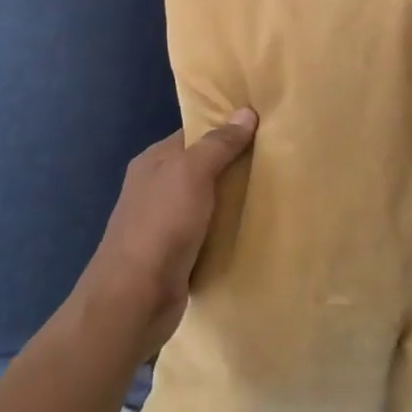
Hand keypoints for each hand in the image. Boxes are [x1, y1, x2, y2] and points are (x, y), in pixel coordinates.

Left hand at [80, 109, 257, 354]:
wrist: (134, 299)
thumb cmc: (161, 226)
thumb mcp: (192, 173)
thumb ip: (219, 144)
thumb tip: (246, 112)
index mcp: (154, 162)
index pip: (195, 134)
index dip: (226, 128)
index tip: (263, 126)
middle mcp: (156, 187)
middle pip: (203, 166)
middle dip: (235, 164)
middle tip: (277, 159)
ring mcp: (164, 222)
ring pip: (208, 200)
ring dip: (234, 199)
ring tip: (274, 191)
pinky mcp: (175, 253)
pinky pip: (208, 231)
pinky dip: (228, 228)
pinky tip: (253, 227)